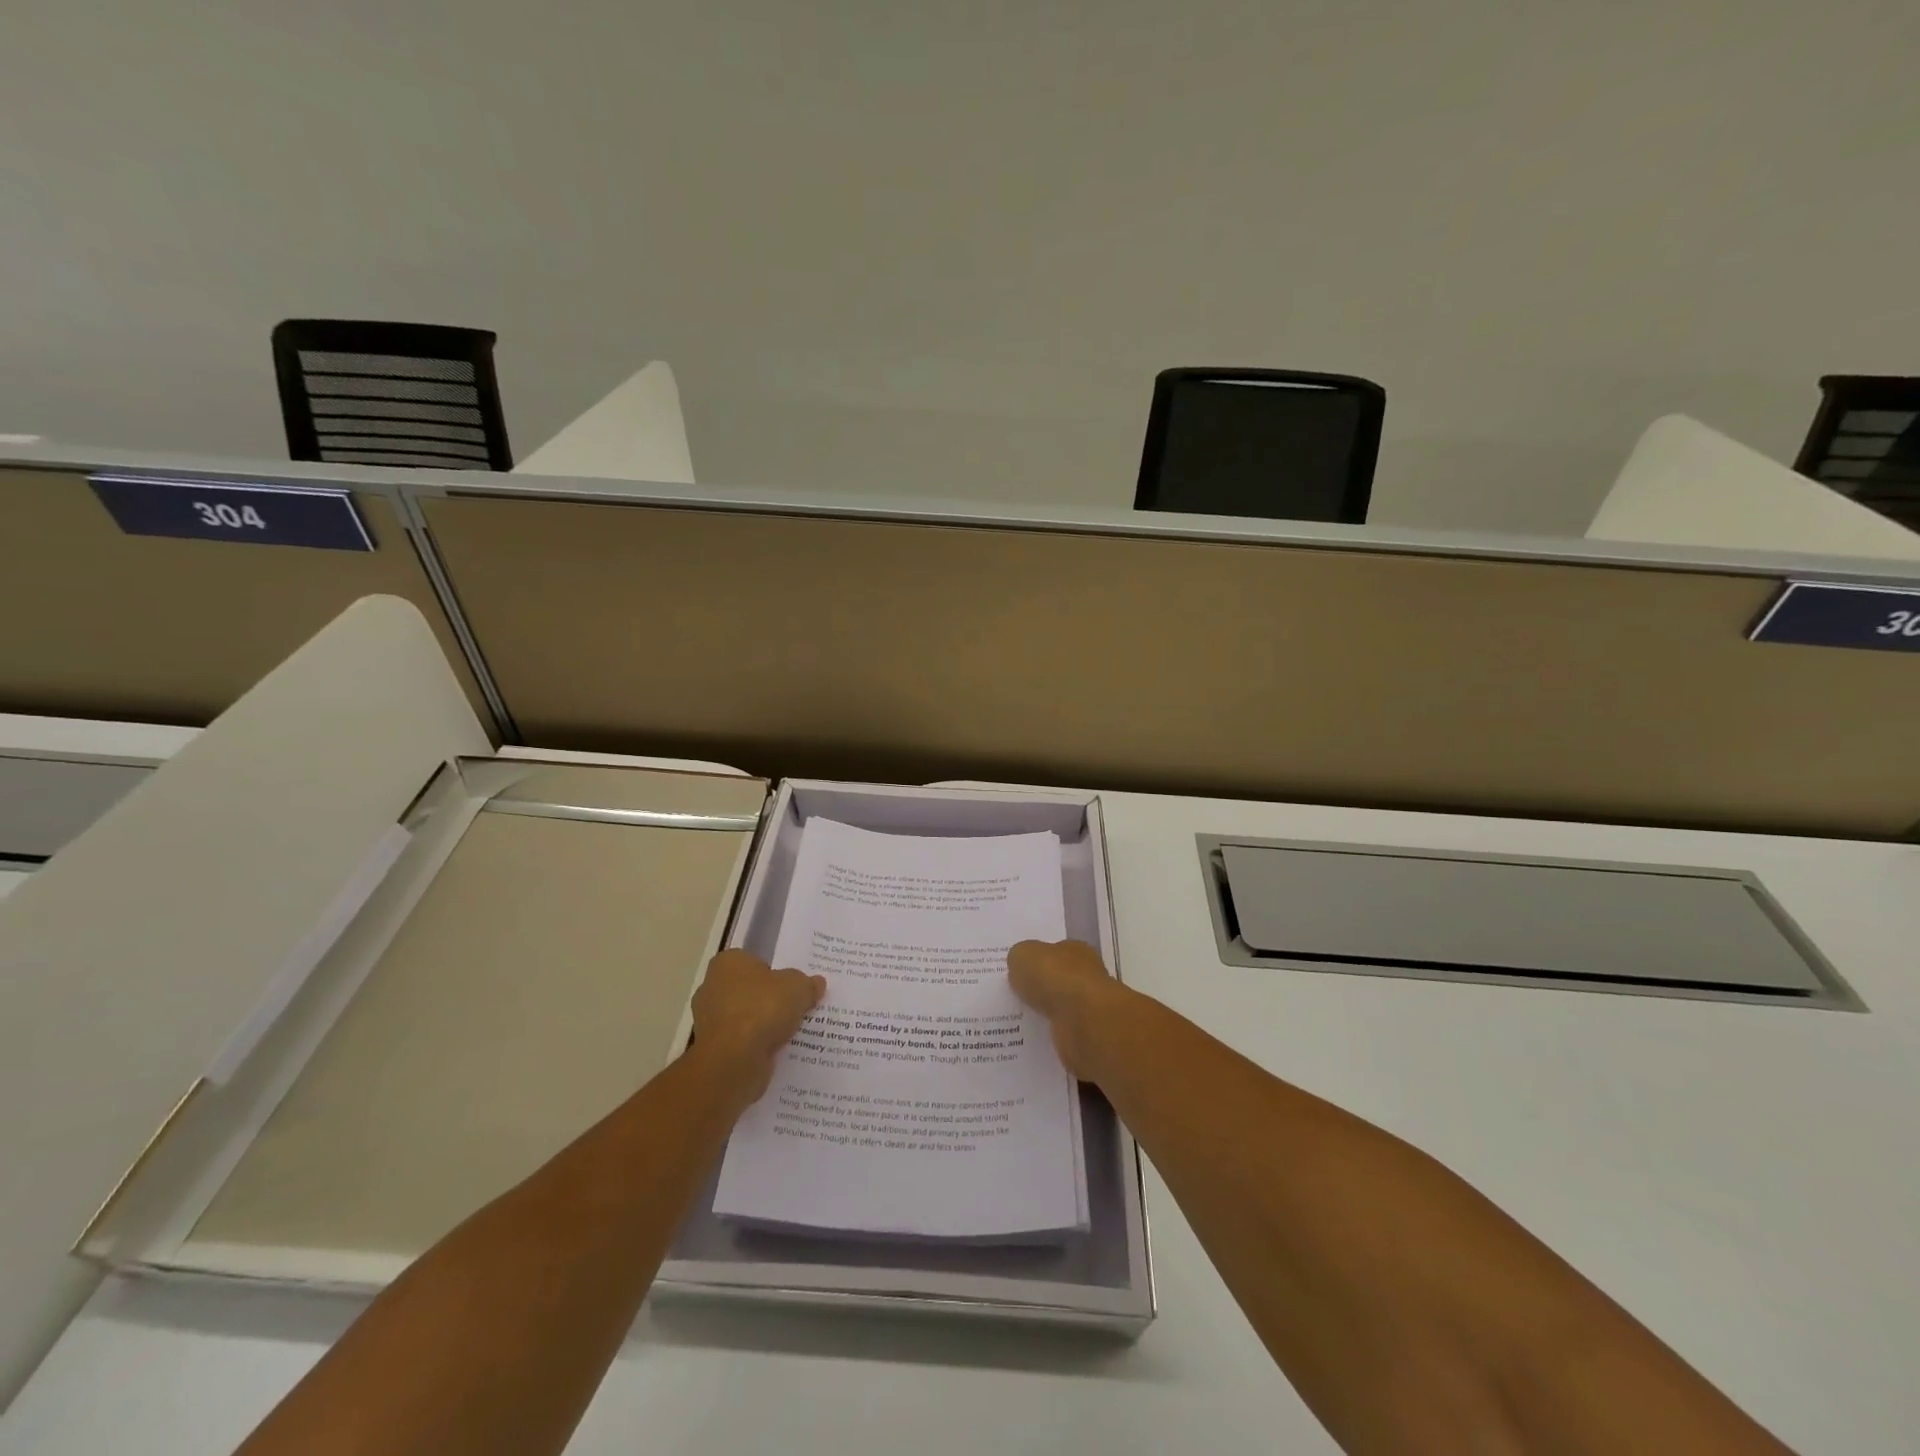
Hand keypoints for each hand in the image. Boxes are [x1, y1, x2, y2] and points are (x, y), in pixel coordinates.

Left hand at [687, 950, 823, 1111]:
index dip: (774, 971)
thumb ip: (807, 984)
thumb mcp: (798, 987)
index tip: (792, 984)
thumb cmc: (762, 1009)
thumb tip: (817, 983)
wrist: (733, 1060)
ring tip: (793, 1030)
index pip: (753, 961)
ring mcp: (710, 1021)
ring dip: (764, 1025)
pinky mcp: (714, 1050)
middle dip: (769, 999)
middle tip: (796, 1006)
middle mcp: (712, 988)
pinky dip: (757, 1045)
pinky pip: (742, 1042)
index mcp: (728, 963)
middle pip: (749, 990)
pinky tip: (779, 1049)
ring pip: (746, 1018)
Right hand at [1007, 939, 1127, 1082]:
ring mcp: (1088, 1009)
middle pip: (1059, 981)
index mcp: (1075, 951)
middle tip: (1012, 997)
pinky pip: (1061, 1035)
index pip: (1055, 952)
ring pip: (1060, 1010)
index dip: (1037, 960)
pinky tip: (1029, 1040)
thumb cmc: (1055, 979)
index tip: (1017, 971)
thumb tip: (1019, 965)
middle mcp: (1087, 977)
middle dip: (1039, 989)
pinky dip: (1049, 1037)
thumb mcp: (1023, 955)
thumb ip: (1019, 957)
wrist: (1083, 1021)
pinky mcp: (1086, 1038)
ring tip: (1015, 1021)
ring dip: (1044, 1015)